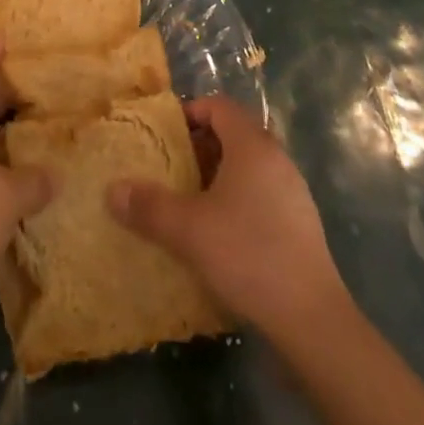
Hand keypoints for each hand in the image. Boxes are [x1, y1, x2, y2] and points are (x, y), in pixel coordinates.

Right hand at [108, 95, 348, 336]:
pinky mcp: (301, 223)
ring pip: (249, 165)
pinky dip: (238, 199)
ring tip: (191, 200)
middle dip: (200, 145)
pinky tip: (221, 232)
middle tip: (171, 167)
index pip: (218, 105)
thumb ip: (149, 207)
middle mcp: (276, 157)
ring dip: (219, 174)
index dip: (190, 112)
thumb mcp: (189, 230)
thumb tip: (112, 190)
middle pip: (234, 133)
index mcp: (252, 145)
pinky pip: (262, 192)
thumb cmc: (247, 254)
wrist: (312, 318)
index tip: (165, 134)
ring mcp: (293, 190)